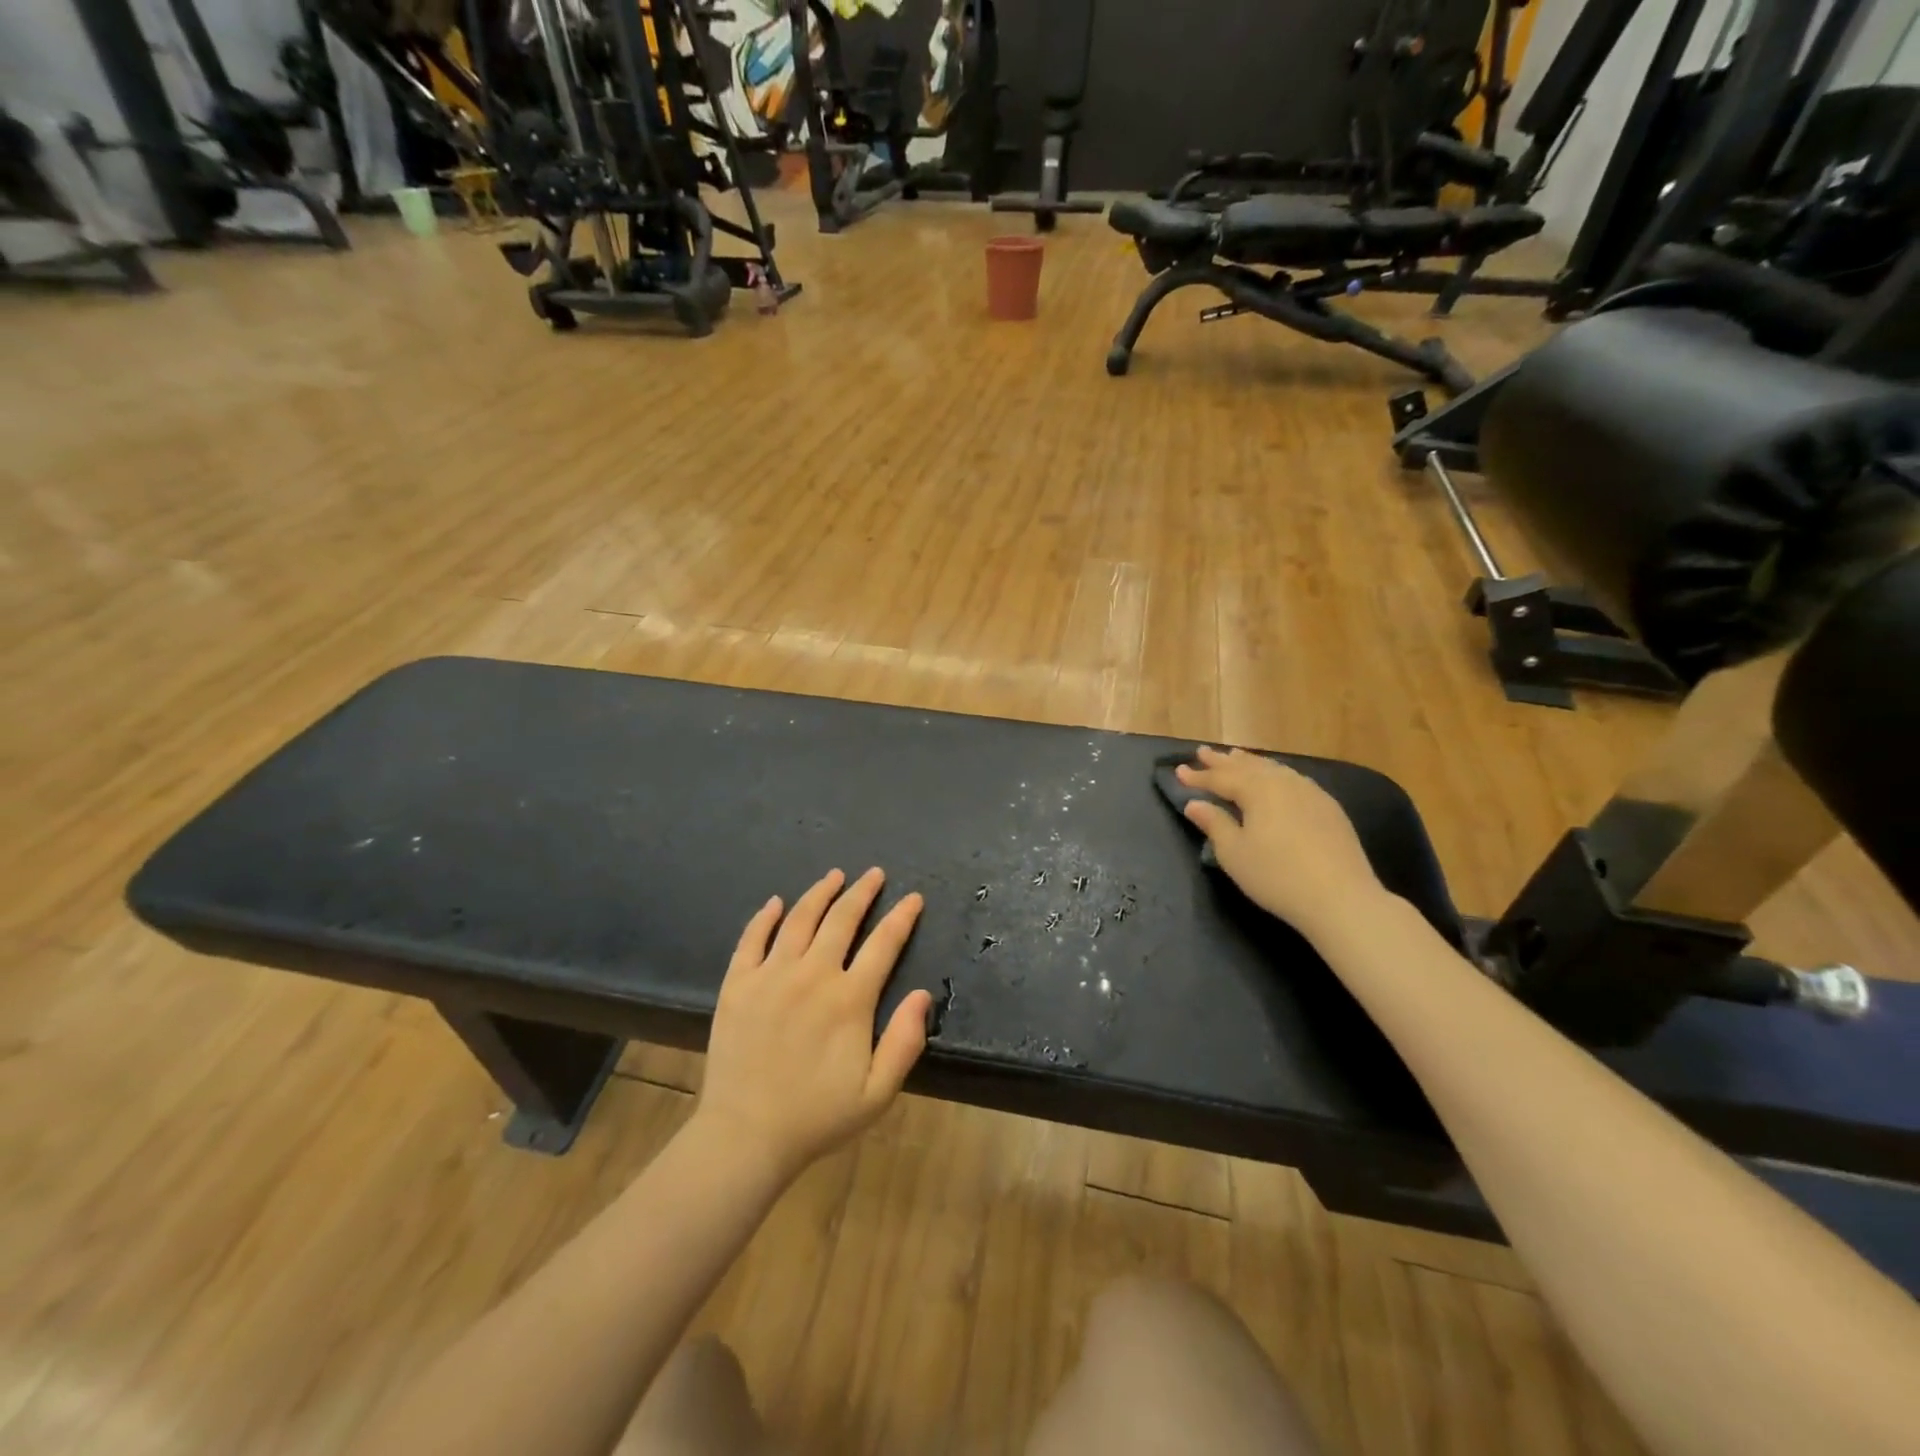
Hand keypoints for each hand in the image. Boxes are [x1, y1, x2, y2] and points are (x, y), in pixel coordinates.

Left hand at [696, 868, 932, 1181]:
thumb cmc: (817, 1116)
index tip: (913, 898)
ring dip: (820, 893)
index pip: (884, 943)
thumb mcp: (877, 1093)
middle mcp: (812, 975)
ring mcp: (770, 975)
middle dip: (862, 891)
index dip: (902, 917)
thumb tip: (922, 994)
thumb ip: (905, 1041)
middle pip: (842, 919)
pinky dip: (765, 916)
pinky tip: (776, 902)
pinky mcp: (737, 984)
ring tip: (835, 875)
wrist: (745, 1135)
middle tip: (874, 874)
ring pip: (800, 919)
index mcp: (849, 999)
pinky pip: (752, 938)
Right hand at [1176, 746, 1387, 939]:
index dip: (1198, 776)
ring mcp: (1311, 793)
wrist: (1341, 898)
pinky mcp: (1329, 808)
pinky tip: (1276, 779)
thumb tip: (1194, 804)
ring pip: (1274, 769)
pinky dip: (1275, 774)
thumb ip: (1214, 824)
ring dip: (1251, 763)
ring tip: (1236, 757)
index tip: (1178, 771)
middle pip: (1248, 766)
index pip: (1221, 778)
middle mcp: (1284, 782)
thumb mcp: (1234, 853)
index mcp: (1257, 790)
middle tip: (1203, 752)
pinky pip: (1293, 779)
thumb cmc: (1277, 876)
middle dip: (1223, 761)